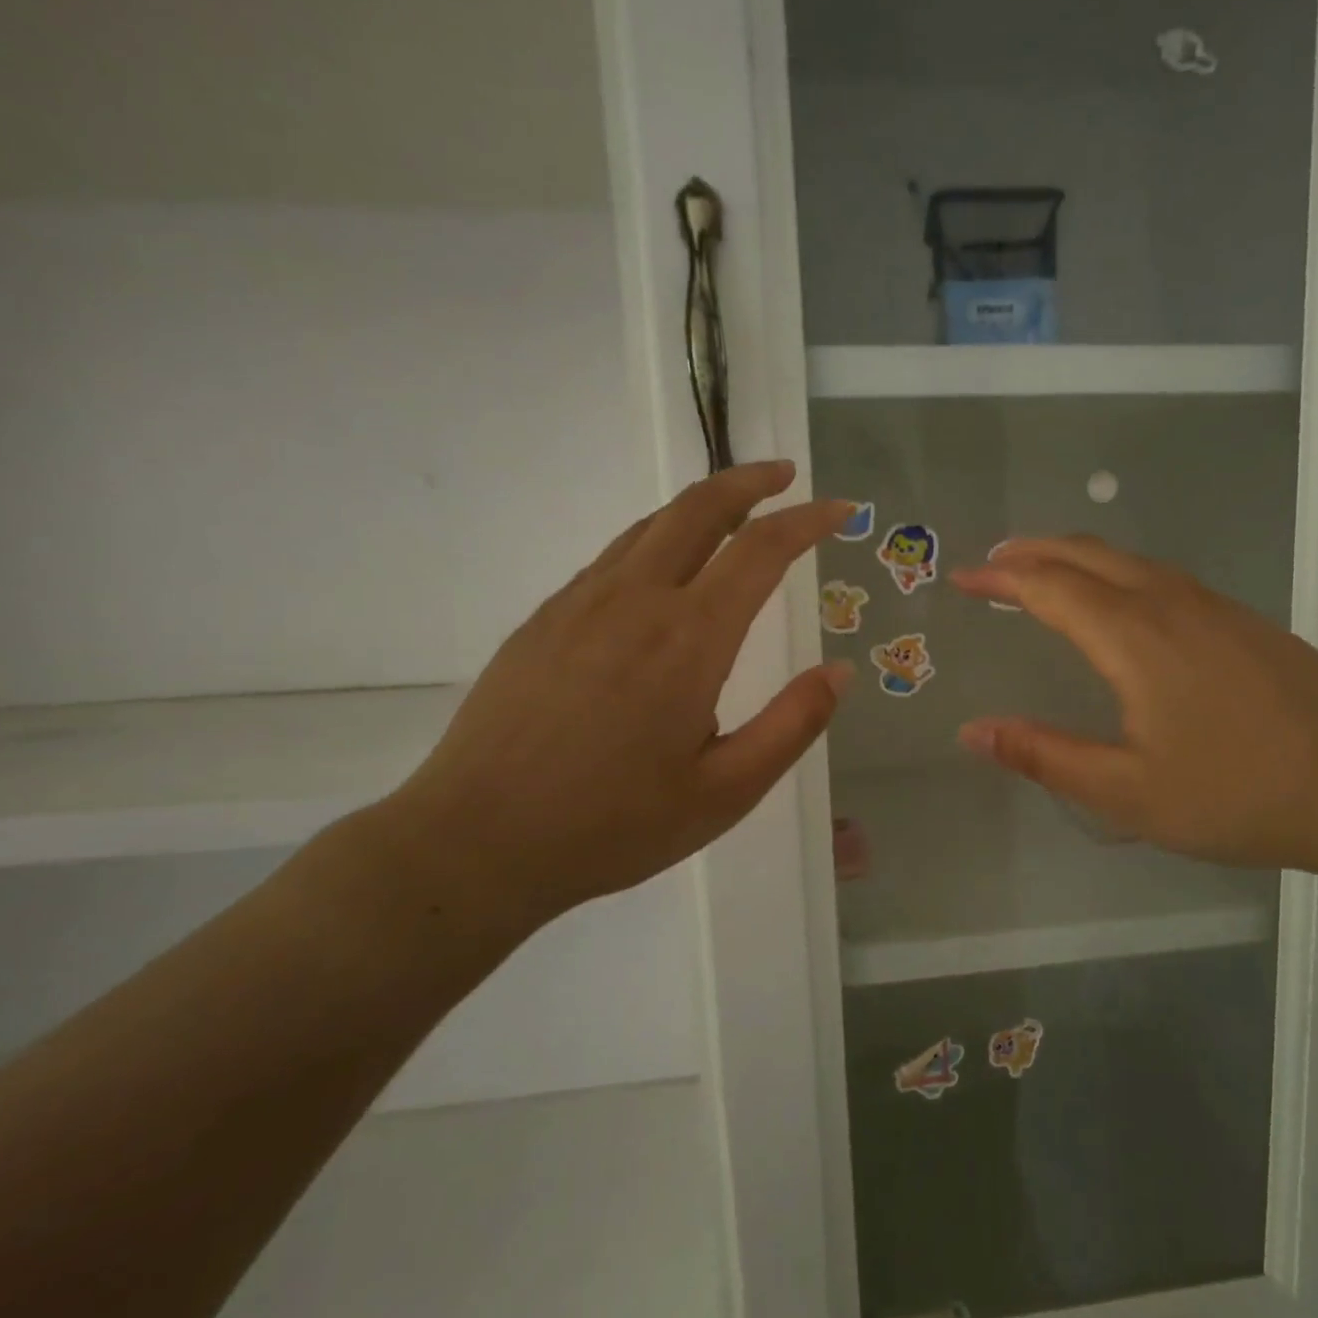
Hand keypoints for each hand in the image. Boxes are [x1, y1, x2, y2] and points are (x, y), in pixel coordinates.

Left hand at [383, 462, 852, 925]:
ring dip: (703, 504)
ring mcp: (580, 603)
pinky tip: (666, 568)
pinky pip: (614, 556)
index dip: (807, 520)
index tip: (840, 510)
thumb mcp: (726, 791)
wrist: (476, 842)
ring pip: (652, 525)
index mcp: (689, 639)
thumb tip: (842, 671)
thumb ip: (793, 724)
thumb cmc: (614, 825)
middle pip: (699, 508)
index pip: (760, 550)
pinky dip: (658, 538)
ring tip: (737, 510)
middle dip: (750, 480)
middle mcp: (635, 601)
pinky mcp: (545, 619)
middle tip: (786, 475)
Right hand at [950, 536, 1317, 880]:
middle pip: (1088, 554)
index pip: (1048, 586)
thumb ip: (1044, 757)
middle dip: (1033, 551)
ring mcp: (1215, 607)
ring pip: (1130, 560)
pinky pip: (1162, 576)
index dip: (1000, 579)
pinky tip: (1123, 603)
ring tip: (1045, 572)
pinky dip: (1118, 573)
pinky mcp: (1245, 623)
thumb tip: (974, 731)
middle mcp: (1170, 603)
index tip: (963, 578)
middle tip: (994, 562)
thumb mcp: (1126, 791)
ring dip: (1077, 557)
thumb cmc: (1238, 792)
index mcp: (1133, 636)